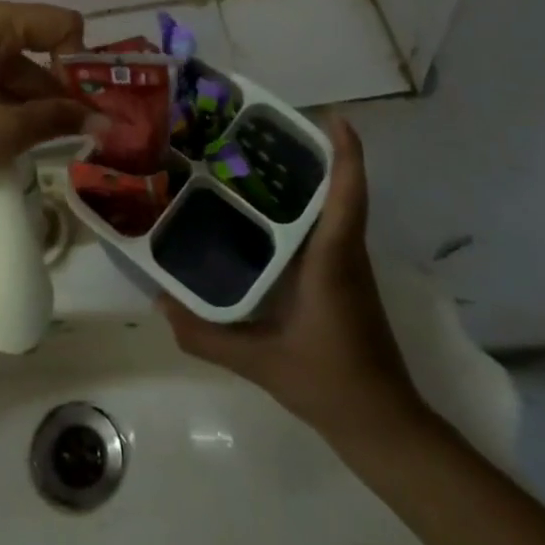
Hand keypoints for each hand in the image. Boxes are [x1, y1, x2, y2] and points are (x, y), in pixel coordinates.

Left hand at [0, 0, 104, 195]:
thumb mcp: (3, 131)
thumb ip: (58, 120)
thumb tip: (105, 124)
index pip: (63, 23)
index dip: (77, 62)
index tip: (75, 104)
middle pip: (42, 40)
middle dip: (58, 84)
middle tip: (71, 129)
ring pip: (20, 58)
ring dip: (35, 94)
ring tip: (39, 138)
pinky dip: (11, 93)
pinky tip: (11, 129)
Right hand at [161, 115, 427, 453]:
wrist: (384, 428)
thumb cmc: (330, 384)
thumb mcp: (261, 362)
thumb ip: (206, 335)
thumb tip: (159, 303)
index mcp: (332, 260)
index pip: (347, 195)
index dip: (346, 153)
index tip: (333, 116)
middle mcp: (346, 253)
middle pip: (339, 190)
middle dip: (313, 153)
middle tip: (265, 129)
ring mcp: (349, 267)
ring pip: (335, 208)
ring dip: (310, 178)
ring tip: (258, 158)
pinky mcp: (345, 280)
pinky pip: (328, 228)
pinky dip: (307, 207)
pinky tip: (269, 213)